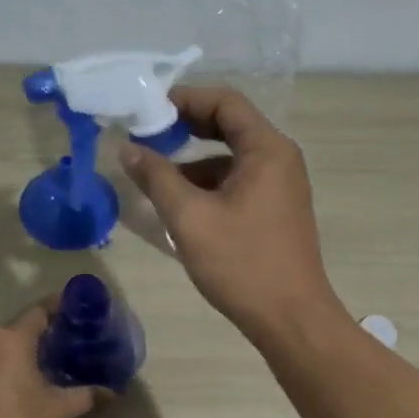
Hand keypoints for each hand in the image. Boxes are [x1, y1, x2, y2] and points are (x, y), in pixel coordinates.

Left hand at [0, 299, 102, 417]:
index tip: (72, 311)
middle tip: (55, 349)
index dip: (56, 308)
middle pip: (12, 329)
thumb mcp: (54, 411)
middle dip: (33, 337)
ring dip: (7, 355)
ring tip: (27, 372)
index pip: (37, 311)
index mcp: (10, 339)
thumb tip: (111, 392)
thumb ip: (84, 396)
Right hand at [119, 86, 349, 346]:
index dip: (184, 99)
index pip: (225, 102)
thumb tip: (127, 148)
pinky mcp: (276, 210)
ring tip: (154, 176)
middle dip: (186, 127)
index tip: (147, 110)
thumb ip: (156, 177)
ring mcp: (281, 186)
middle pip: (229, 126)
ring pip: (231, 158)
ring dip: (193, 161)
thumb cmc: (241, 264)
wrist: (291, 318)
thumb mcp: (189, 218)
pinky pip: (238, 182)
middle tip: (146, 135)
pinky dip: (209, 185)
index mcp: (267, 149)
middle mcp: (280, 158)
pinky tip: (181, 206)